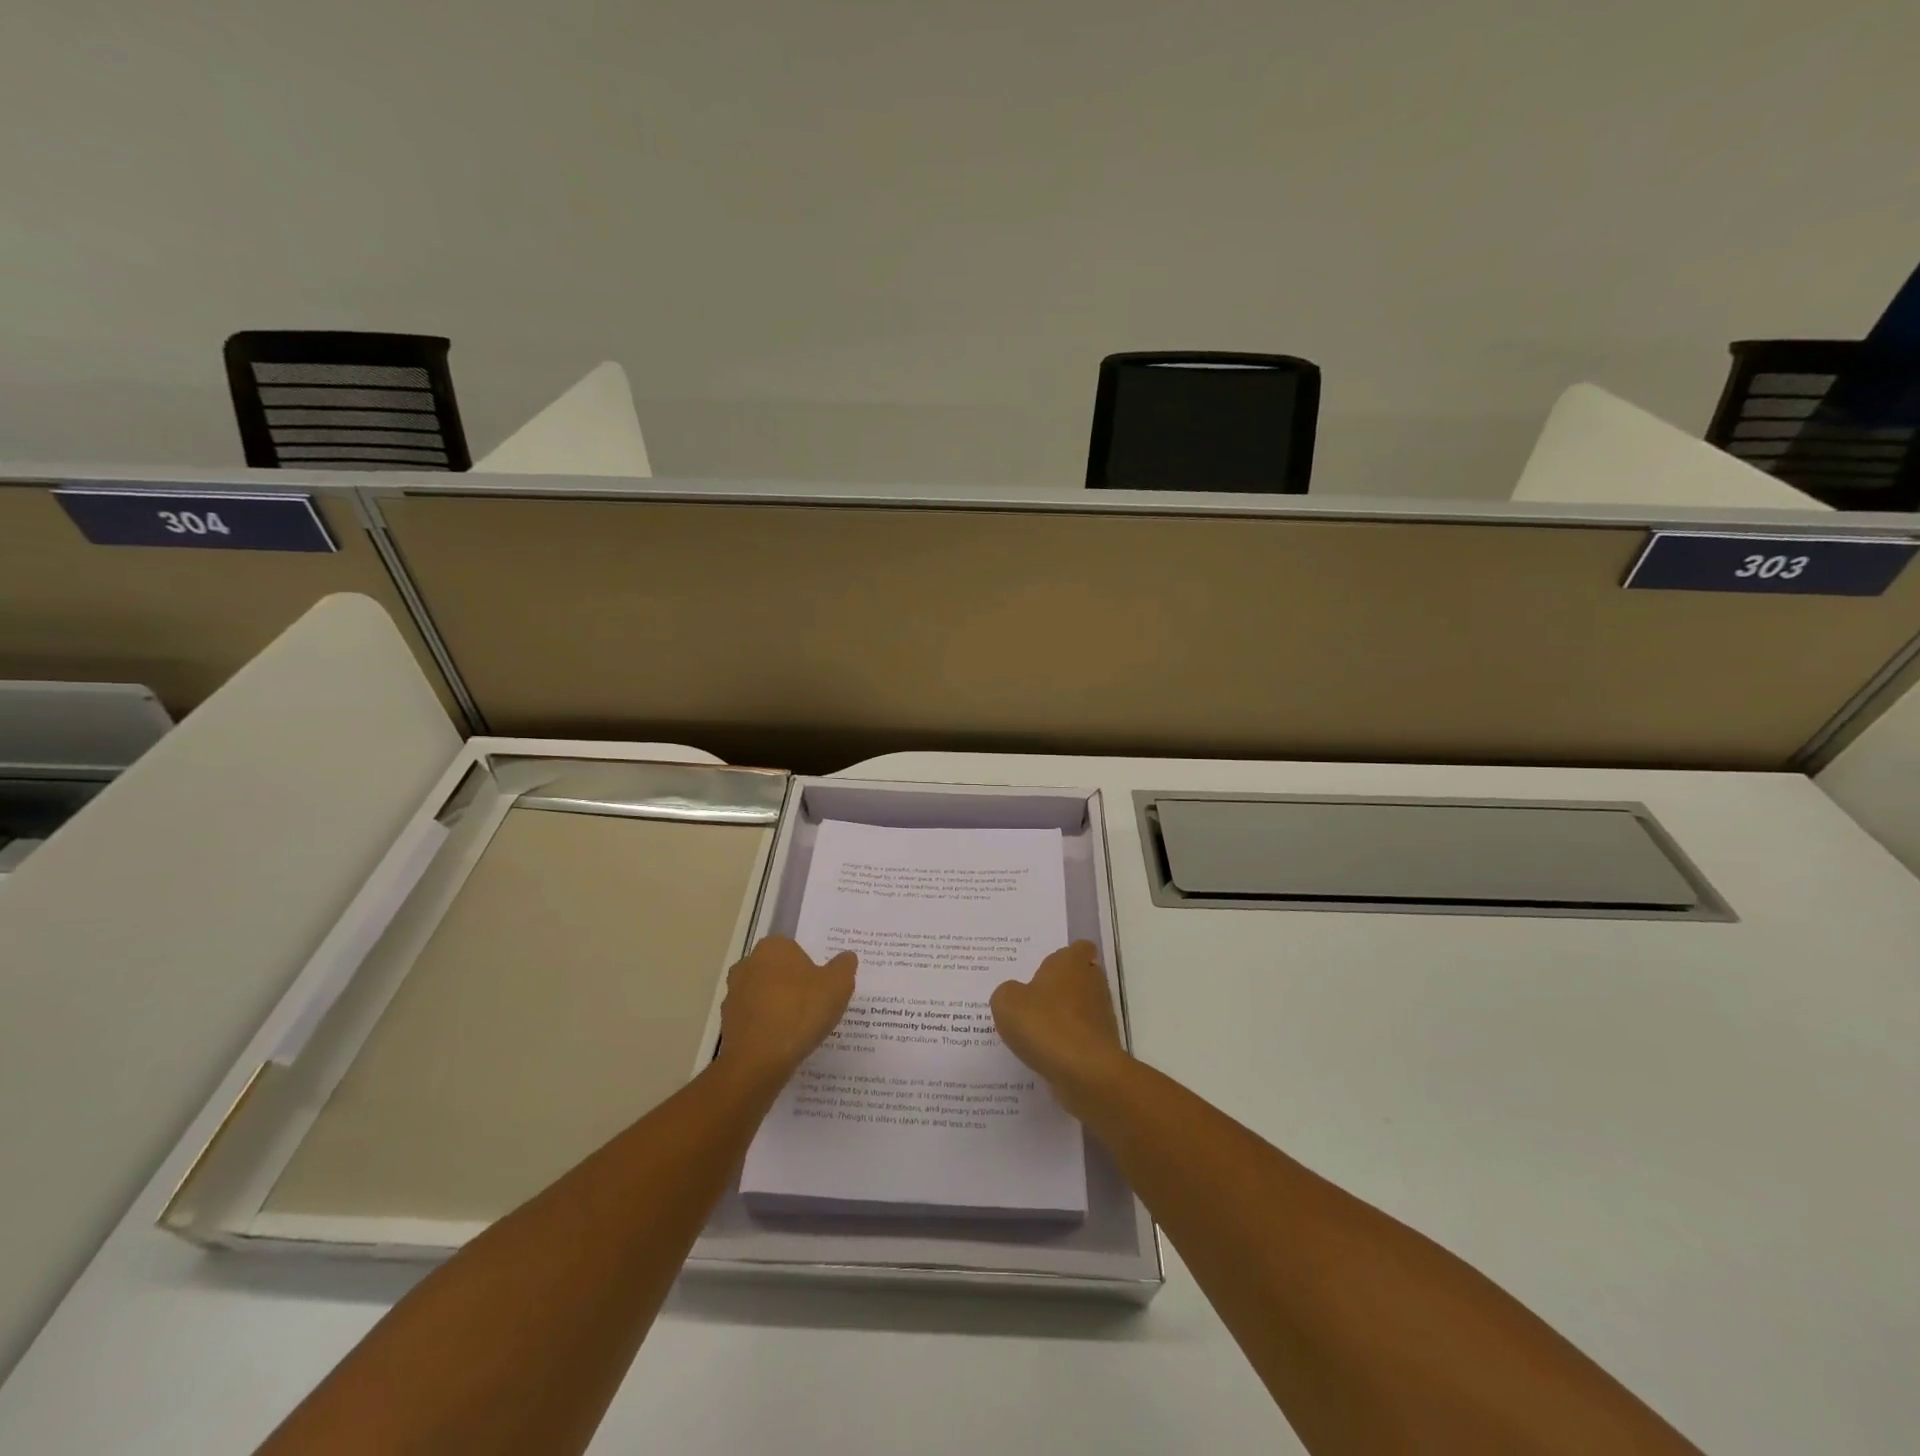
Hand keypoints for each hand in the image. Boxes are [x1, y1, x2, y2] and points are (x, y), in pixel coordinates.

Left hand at [714, 936, 856, 1084]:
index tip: (823, 986)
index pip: (795, 949)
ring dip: (778, 1005)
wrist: (758, 1060)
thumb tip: (847, 957)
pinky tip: (782, 1042)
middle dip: (792, 984)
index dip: (810, 967)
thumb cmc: (801, 1012)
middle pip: (777, 971)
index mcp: (773, 947)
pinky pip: (754, 1018)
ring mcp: (733, 993)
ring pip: (764, 995)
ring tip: (800, 1028)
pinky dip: (766, 1026)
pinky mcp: (727, 1022)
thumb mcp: (838, 986)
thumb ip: (844, 966)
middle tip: (814, 1005)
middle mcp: (748, 963)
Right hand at [990, 941, 1128, 1114]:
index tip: (1045, 969)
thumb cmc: (1045, 1024)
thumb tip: (1016, 994)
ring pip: (1081, 1008)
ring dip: (1064, 1017)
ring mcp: (1101, 1015)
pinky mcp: (1103, 1044)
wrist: (1085, 1073)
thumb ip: (1007, 992)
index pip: (1079, 948)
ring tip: (1035, 1031)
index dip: (1066, 957)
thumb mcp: (1006, 1002)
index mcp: (1071, 963)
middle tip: (1033, 999)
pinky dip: (1067, 1043)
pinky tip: (1046, 1055)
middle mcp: (1092, 983)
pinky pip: (1081, 1036)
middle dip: (1061, 987)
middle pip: (1080, 977)